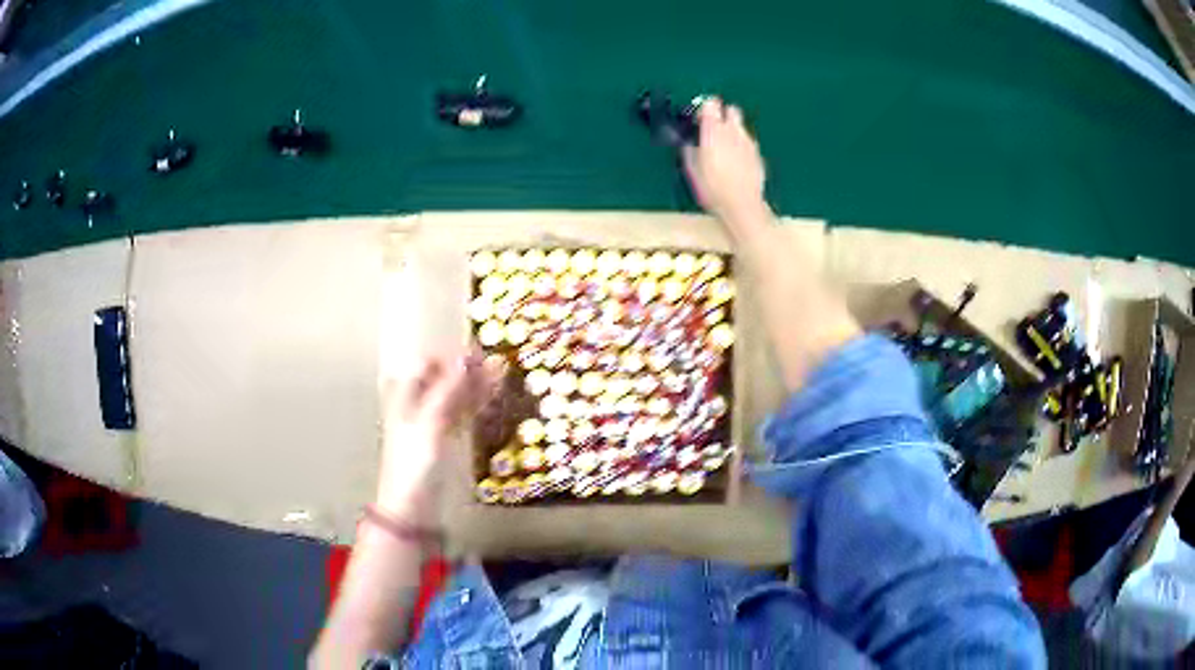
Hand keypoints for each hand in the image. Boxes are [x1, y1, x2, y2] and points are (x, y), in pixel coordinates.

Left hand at [375, 351, 503, 515]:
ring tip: (502, 373)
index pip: (428, 361)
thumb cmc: (414, 462)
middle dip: (468, 368)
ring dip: (476, 383)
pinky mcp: (445, 436)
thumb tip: (466, 356)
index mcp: (403, 393)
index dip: (452, 355)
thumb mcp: (430, 421)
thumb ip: (448, 389)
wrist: (414, 505)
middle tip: (497, 362)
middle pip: (443, 375)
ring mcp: (431, 419)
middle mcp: (415, 401)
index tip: (480, 352)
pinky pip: (462, 411)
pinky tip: (494, 393)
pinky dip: (477, 401)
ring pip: (456, 393)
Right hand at [682, 98, 769, 233]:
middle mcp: (733, 131)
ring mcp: (748, 142)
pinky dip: (741, 146)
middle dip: (723, 115)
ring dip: (732, 131)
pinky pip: (748, 142)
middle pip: (731, 110)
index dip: (705, 109)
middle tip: (713, 131)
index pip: (711, 104)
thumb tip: (688, 142)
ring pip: (741, 126)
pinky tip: (736, 163)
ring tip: (724, 150)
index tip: (700, 120)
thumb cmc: (712, 188)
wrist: (742, 205)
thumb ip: (689, 150)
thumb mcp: (691, 170)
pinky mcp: (758, 154)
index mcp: (714, 131)